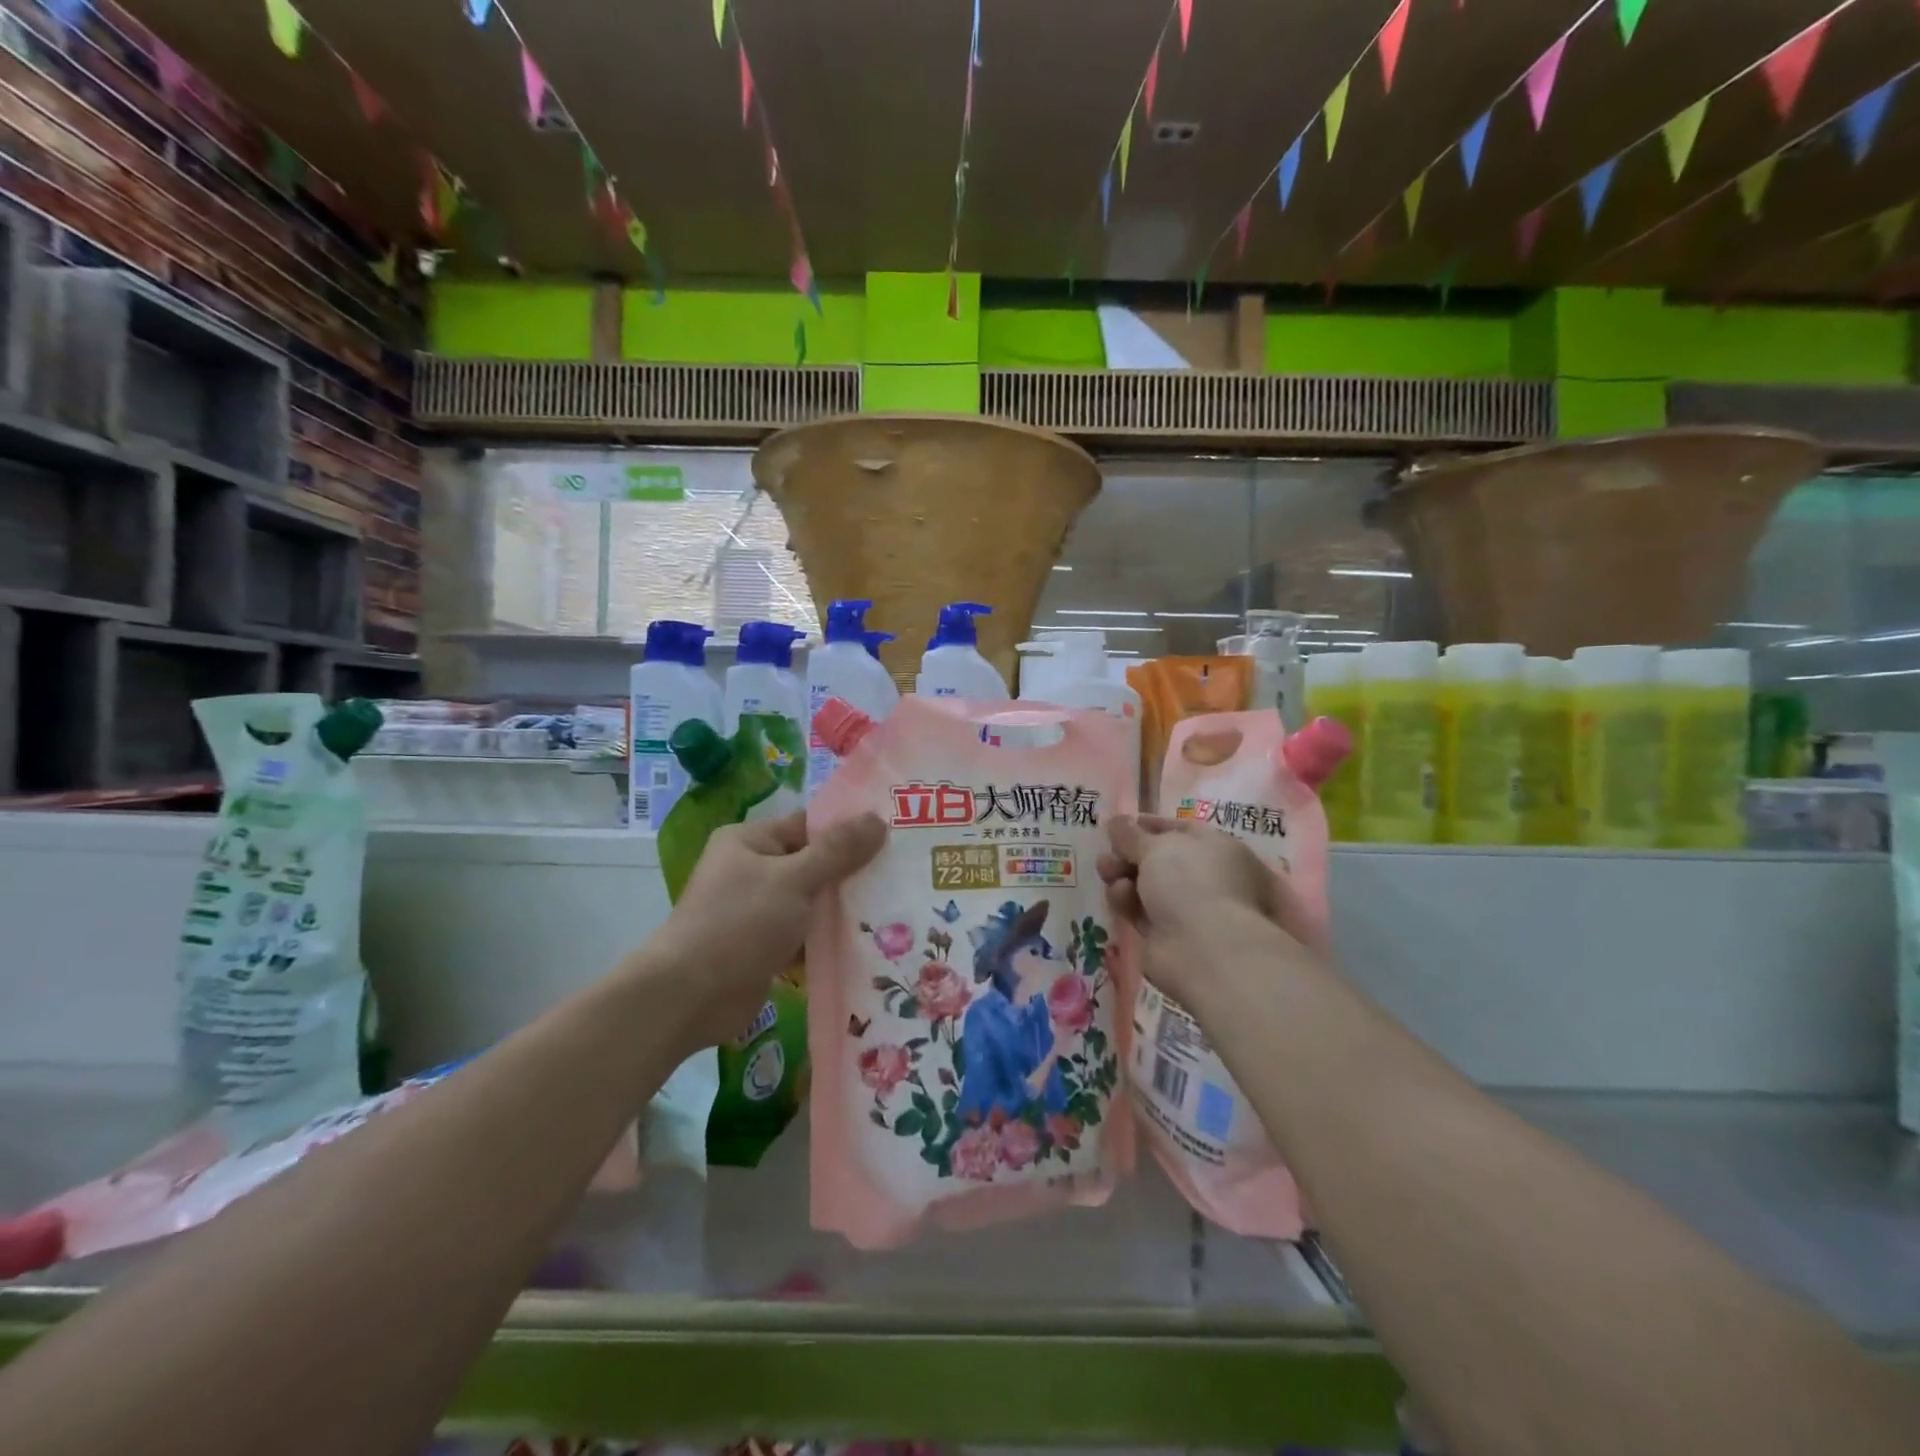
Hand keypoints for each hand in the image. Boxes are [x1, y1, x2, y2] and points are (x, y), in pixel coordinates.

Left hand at [648, 810, 884, 1050]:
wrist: (688, 998)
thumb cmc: (739, 924)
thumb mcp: (793, 879)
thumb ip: (837, 851)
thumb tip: (878, 819)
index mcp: (750, 841)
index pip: (809, 825)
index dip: (849, 829)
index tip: (894, 836)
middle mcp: (751, 869)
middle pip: (813, 863)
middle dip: (852, 872)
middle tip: (903, 873)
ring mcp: (756, 910)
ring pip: (811, 901)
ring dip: (843, 907)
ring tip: (896, 907)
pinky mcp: (763, 946)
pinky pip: (804, 933)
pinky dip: (828, 936)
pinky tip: (869, 940)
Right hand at [1097, 815, 1323, 1007]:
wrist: (1204, 949)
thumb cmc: (1191, 882)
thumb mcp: (1157, 846)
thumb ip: (1131, 834)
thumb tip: (1116, 821)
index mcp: (1218, 850)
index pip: (1181, 830)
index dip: (1149, 826)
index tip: (1119, 826)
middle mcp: (1206, 879)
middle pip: (1159, 860)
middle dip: (1129, 854)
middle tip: (1107, 851)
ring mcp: (1187, 910)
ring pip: (1145, 886)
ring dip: (1122, 875)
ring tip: (1106, 871)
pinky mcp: (1165, 937)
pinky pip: (1139, 912)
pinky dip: (1126, 902)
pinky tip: (1118, 896)